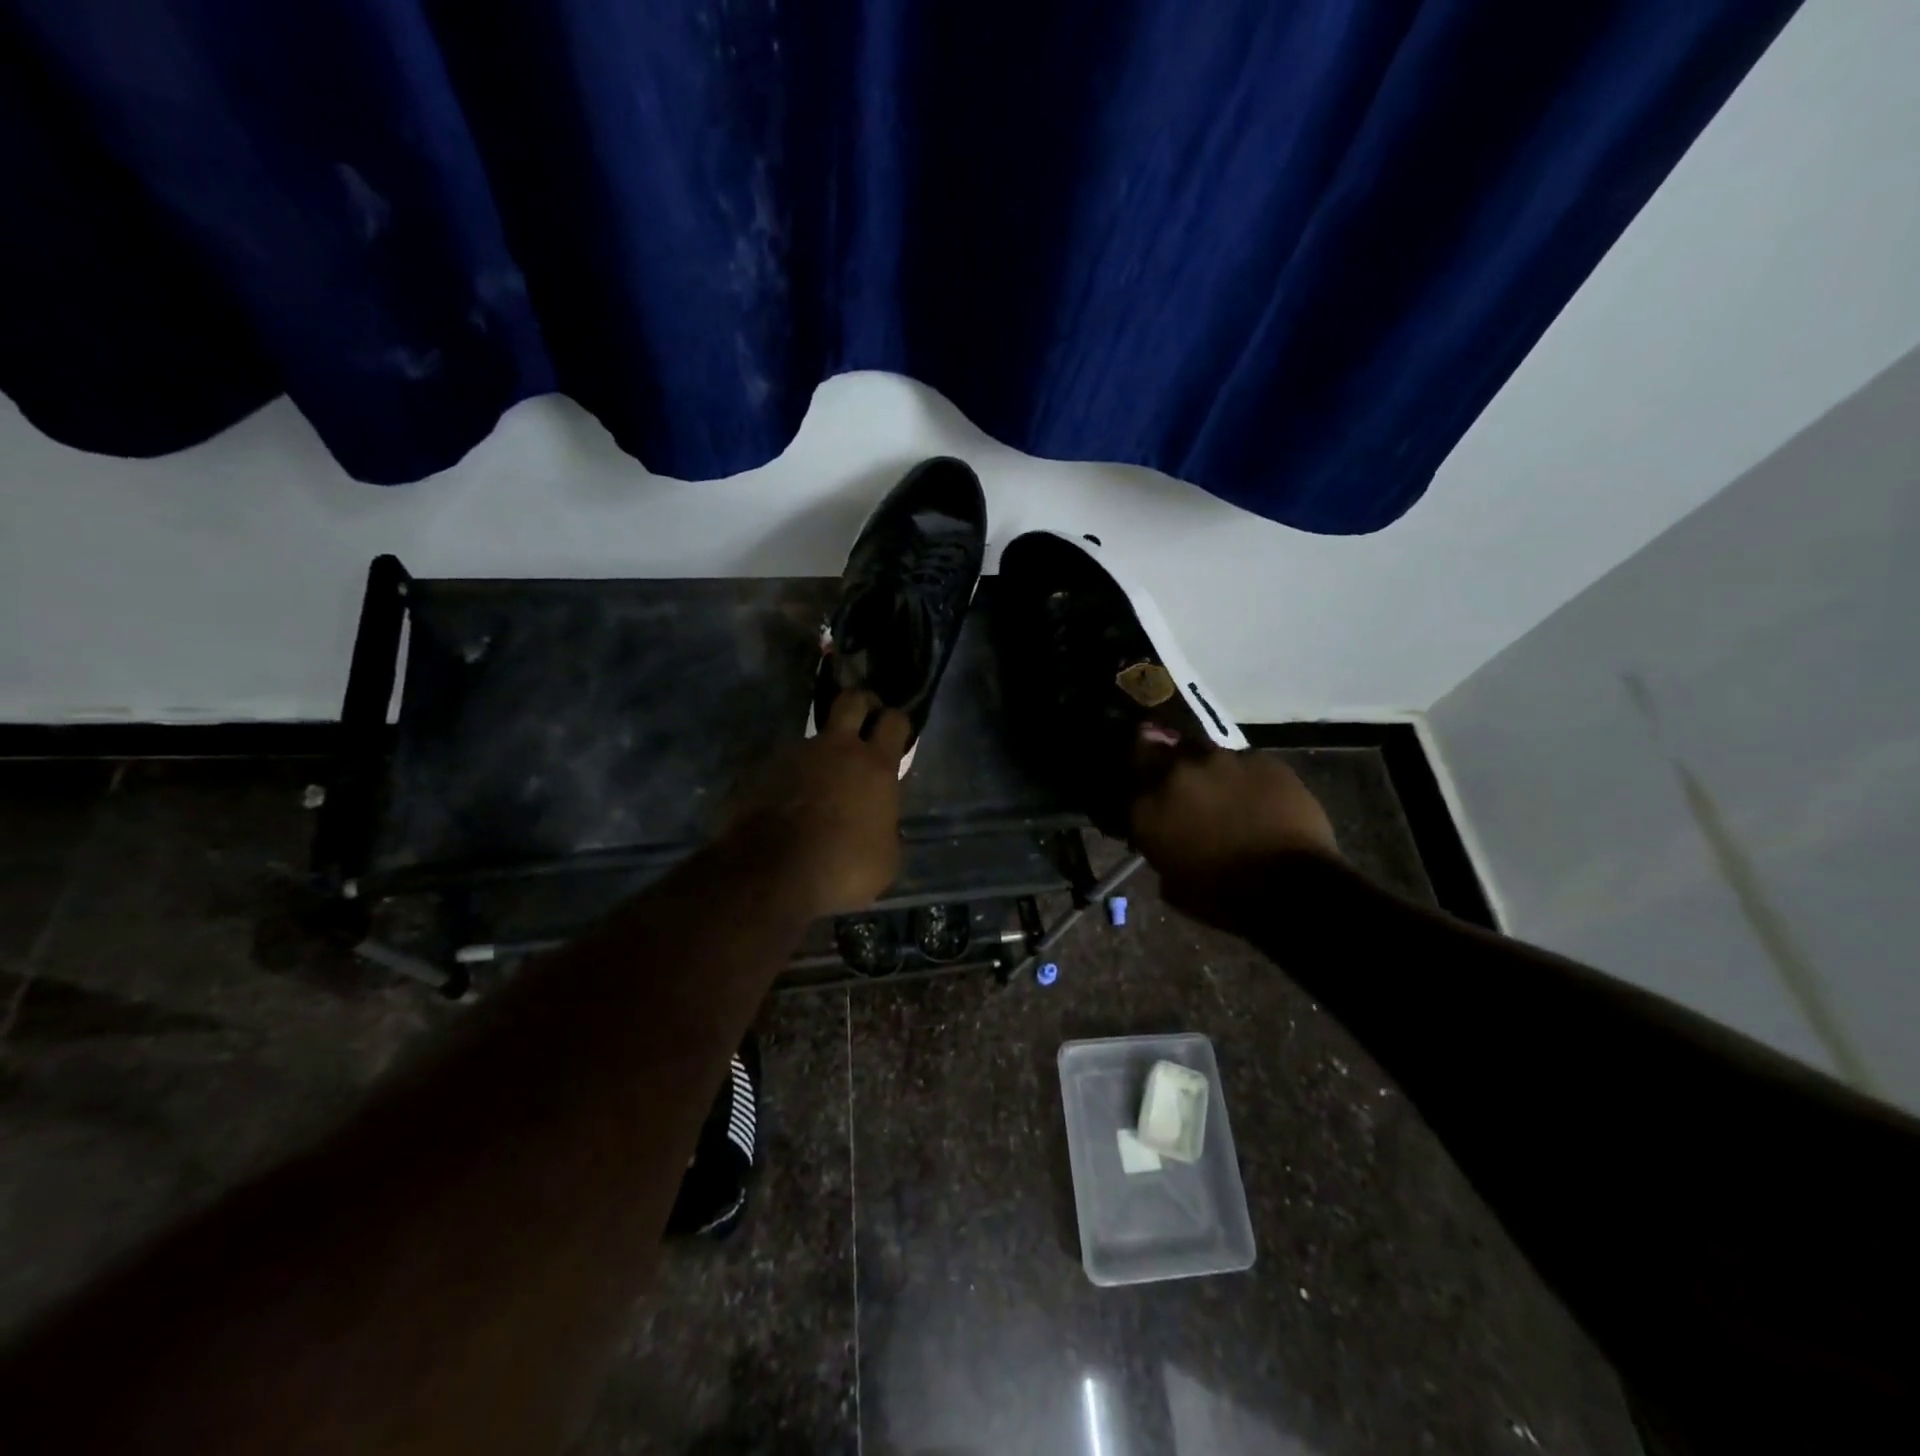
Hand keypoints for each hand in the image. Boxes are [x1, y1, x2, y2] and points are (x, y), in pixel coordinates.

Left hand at [732, 690, 908, 918]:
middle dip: (861, 704)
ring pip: (813, 737)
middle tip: (864, 719)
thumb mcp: (886, 856)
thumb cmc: (844, 867)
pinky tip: (789, 804)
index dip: (897, 723)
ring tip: (819, 782)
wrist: (774, 876)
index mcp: (874, 766)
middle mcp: (836, 749)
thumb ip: (884, 824)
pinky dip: (791, 779)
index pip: (894, 721)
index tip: (896, 733)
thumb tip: (878, 822)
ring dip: (821, 752)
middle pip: (851, 700)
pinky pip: (784, 766)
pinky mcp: (762, 771)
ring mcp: (795, 756)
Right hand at [1128, 740, 1338, 917]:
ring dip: (1207, 767)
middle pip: (1161, 751)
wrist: (1291, 888)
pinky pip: (1245, 761)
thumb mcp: (1173, 883)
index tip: (1145, 790)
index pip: (1127, 779)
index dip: (1138, 783)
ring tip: (1223, 786)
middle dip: (1168, 764)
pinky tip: (1259, 795)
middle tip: (1182, 782)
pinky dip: (1246, 775)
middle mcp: (1176, 773)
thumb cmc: (1223, 898)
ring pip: (1204, 750)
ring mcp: (1220, 760)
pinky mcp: (1260, 759)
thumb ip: (1161, 849)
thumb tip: (1167, 840)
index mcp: (1147, 807)